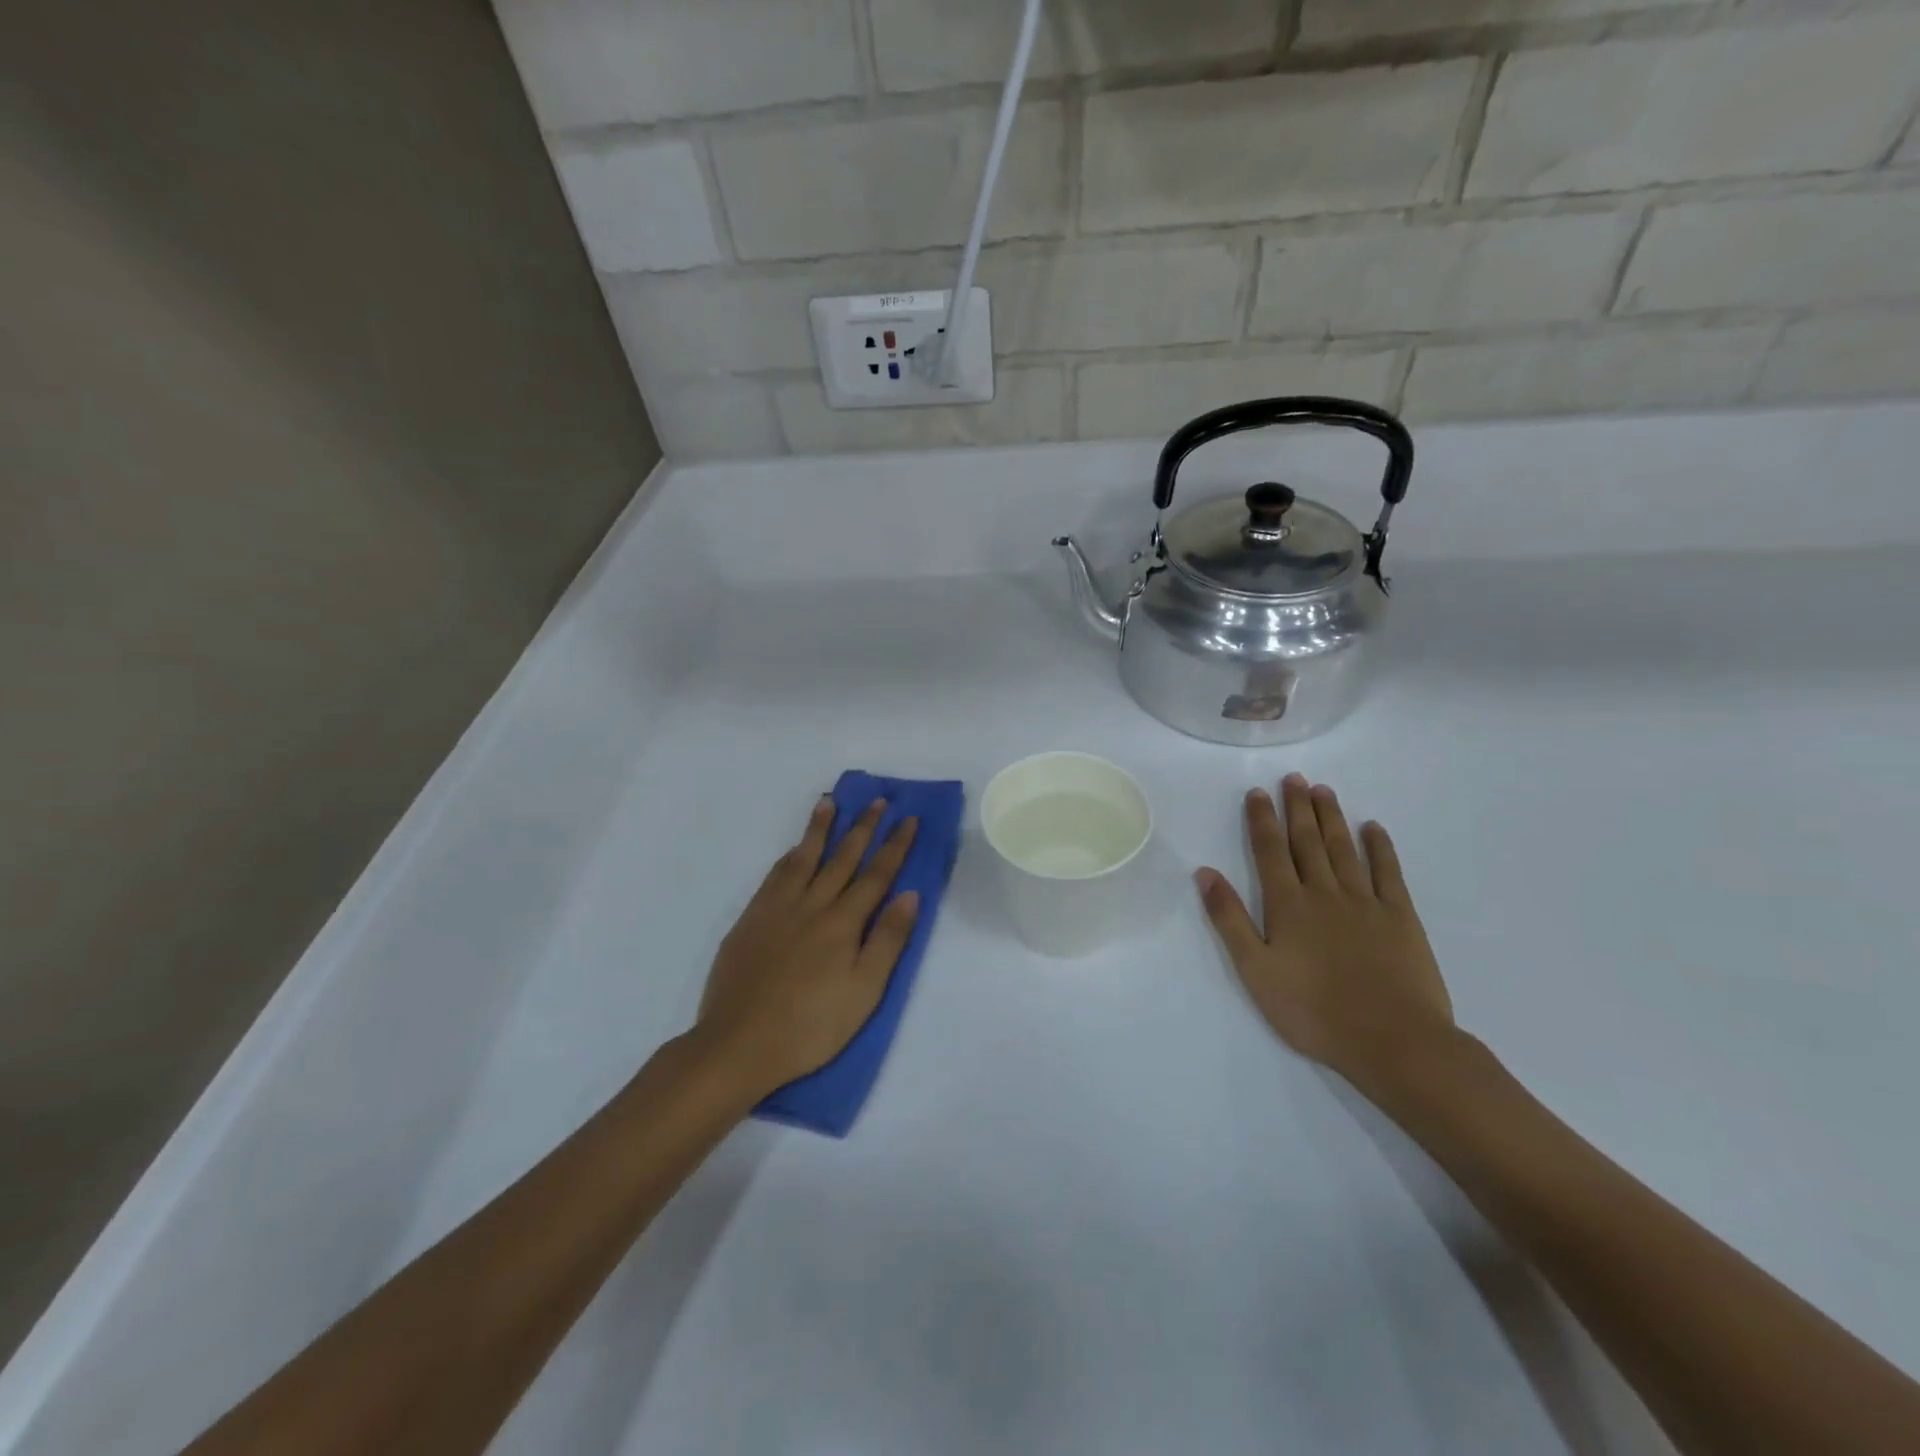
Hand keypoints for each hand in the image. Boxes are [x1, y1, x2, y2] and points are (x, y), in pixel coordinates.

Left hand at [695, 796, 919, 1099]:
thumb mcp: (864, 992)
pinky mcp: (750, 920)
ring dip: (819, 829)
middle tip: (877, 800)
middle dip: (863, 827)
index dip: (895, 846)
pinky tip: (793, 850)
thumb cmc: (811, 1027)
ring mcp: (776, 909)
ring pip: (803, 858)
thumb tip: (909, 894)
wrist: (738, 1044)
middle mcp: (811, 905)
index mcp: (843, 923)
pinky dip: (788, 857)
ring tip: (829, 802)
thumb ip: (888, 941)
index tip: (908, 819)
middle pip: (842, 858)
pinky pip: (774, 876)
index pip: (876, 875)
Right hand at [1195, 774, 1454, 1098]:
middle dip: (1297, 808)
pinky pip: (1389, 872)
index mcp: (1287, 905)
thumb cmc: (1313, 1010)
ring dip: (1331, 818)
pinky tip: (1373, 828)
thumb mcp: (1255, 970)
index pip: (1269, 851)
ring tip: (1323, 791)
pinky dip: (1380, 847)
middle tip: (1293, 778)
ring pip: (1344, 849)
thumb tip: (1206, 872)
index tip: (1258, 792)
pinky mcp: (1401, 917)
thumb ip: (1229, 919)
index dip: (1262, 819)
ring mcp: (1366, 902)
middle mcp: (1324, 892)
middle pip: (1307, 841)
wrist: (1392, 1041)